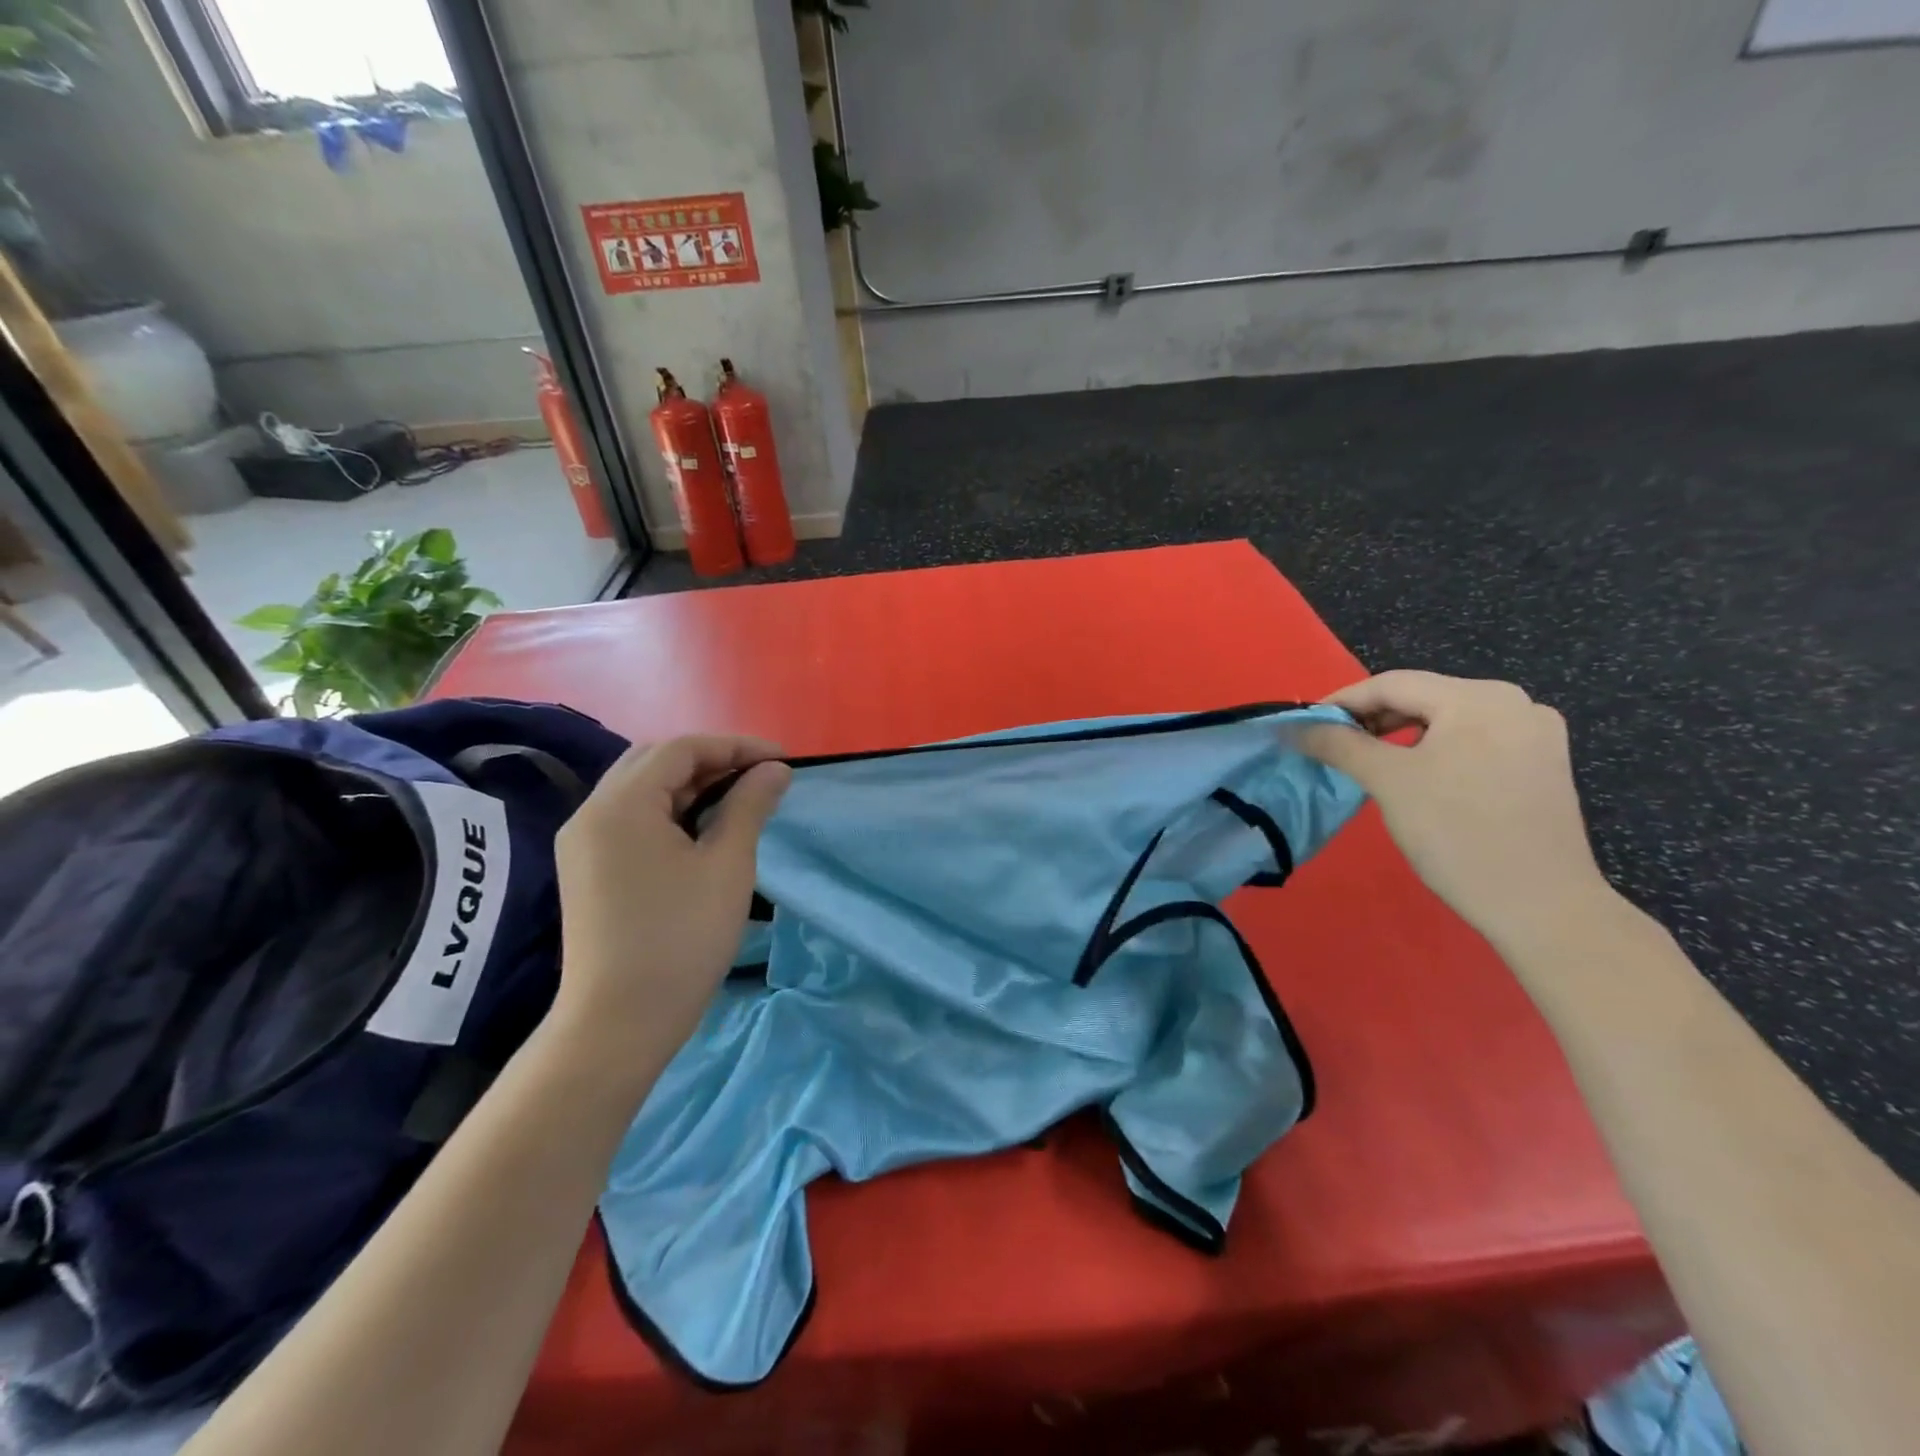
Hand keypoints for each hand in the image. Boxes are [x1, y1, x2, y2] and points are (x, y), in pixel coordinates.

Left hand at [551, 735, 790, 1062]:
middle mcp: (593, 812)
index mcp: (622, 804)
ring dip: (691, 785)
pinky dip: (669, 810)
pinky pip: (631, 817)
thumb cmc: (682, 938)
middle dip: (711, 760)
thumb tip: (775, 769)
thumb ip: (749, 805)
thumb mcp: (727, 865)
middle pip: (655, 760)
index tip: (781, 762)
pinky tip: (701, 829)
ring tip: (738, 800)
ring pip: (641, 788)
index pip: (682, 749)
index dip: (736, 747)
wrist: (619, 1022)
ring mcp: (584, 841)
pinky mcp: (587, 867)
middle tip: (758, 778)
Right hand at [1293, 671, 1612, 955]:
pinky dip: (1435, 750)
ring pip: (1448, 720)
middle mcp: (1515, 703)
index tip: (1305, 724)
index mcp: (1479, 698)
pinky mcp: (1542, 764)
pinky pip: (1474, 741)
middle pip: (1423, 698)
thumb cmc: (1456, 833)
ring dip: (1401, 735)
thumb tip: (1293, 726)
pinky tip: (1417, 774)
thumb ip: (1337, 744)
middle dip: (1372, 718)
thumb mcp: (1387, 782)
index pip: (1393, 684)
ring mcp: (1535, 734)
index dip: (1341, 700)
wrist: (1540, 906)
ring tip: (1368, 760)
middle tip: (1331, 744)